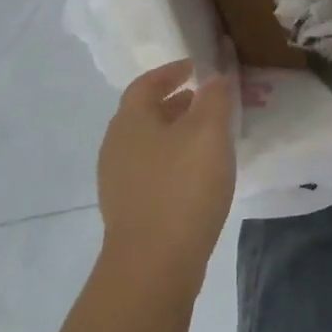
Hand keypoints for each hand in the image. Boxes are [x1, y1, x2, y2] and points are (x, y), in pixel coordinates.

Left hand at [96, 60, 236, 292]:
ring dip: (176, 134)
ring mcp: (117, 180)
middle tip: (207, 101)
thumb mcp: (208, 133)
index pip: (147, 82)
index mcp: (130, 119)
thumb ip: (214, 98)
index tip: (196, 68)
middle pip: (145, 113)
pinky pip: (151, 171)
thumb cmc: (182, 187)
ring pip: (149, 144)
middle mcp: (116, 144)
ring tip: (208, 139)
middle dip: (176, 103)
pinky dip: (173, 162)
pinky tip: (197, 177)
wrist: (153, 264)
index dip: (172, 72)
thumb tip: (215, 76)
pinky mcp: (127, 209)